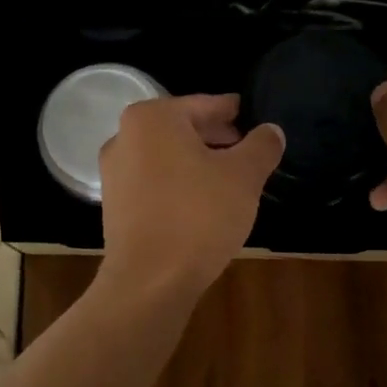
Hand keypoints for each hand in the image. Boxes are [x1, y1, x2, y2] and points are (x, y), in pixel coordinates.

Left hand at [98, 95, 284, 296]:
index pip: (205, 105)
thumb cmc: (199, 216)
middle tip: (249, 153)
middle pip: (182, 130)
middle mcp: (124, 138)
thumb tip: (271, 131)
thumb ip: (261, 146)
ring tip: (231, 181)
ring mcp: (114, 174)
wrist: (150, 281)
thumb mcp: (244, 176)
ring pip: (168, 159)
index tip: (253, 118)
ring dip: (199, 165)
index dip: (234, 113)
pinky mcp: (115, 207)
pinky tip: (204, 206)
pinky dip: (180, 186)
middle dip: (217, 140)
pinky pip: (155, 184)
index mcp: (152, 118)